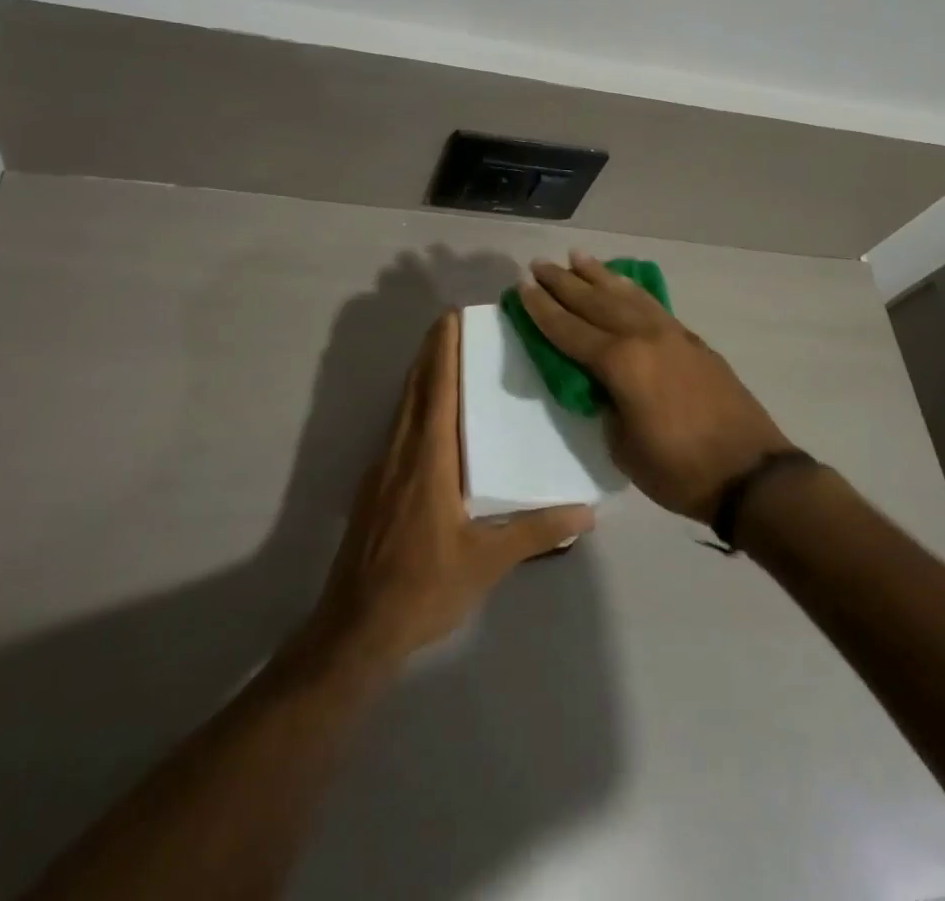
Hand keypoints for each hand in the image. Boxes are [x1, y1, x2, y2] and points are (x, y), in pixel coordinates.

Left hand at [310, 310, 594, 667]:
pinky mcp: (375, 487)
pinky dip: (414, 404)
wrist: (357, 628)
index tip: (453, 316)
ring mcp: (383, 468)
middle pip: (416, 388)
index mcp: (429, 460)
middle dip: (431, 351)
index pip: (437, 390)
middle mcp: (402, 452)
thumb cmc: (424, 588)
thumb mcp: (487, 561)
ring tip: (445, 356)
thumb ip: (536, 531)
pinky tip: (430, 416)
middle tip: (453, 322)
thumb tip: (587, 511)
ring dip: (421, 375)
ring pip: (403, 407)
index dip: (444, 350)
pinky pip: (398, 428)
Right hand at [520, 252, 798, 522]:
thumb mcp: (623, 447)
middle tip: (539, 264)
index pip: (569, 330)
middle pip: (594, 302)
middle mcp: (643, 337)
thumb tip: (604, 385)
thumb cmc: (679, 470)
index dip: (542, 310)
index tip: (522, 287)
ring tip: (576, 255)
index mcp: (620, 363)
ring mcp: (671, 334)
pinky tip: (623, 282)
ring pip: (625, 295)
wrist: (750, 473)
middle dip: (563, 282)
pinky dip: (632, 289)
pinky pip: (651, 304)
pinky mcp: (692, 340)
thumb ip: (606, 406)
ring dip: (598, 275)